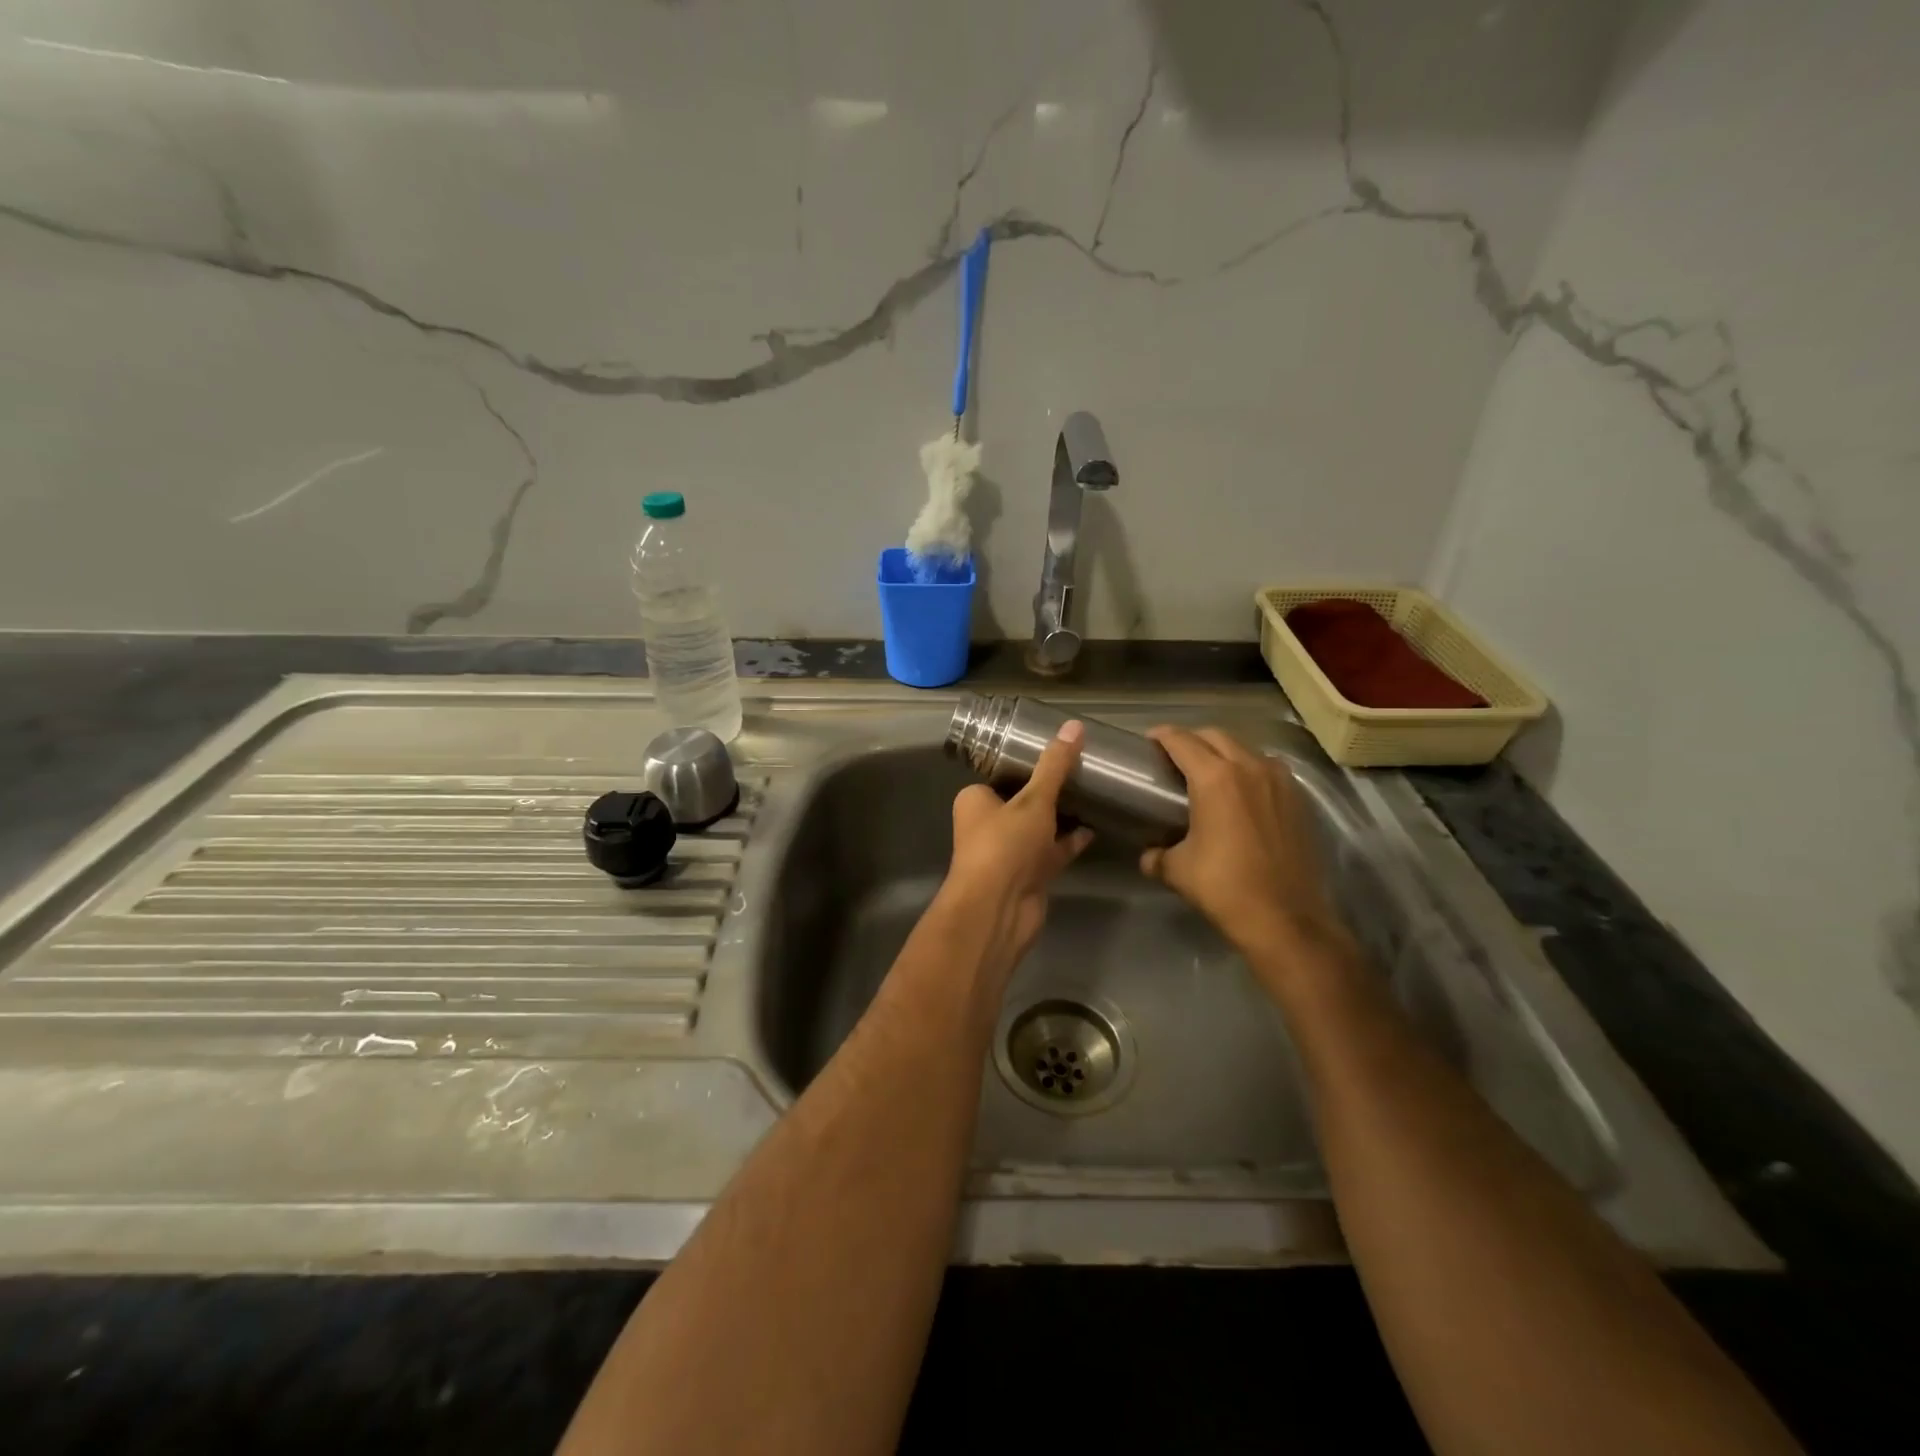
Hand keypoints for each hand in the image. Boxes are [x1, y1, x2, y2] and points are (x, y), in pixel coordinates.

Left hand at [940, 719, 1094, 980]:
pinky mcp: (1029, 875)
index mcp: (976, 800)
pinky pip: (1052, 851)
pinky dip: (1070, 841)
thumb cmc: (1005, 845)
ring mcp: (1009, 852)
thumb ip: (1055, 766)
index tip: (1059, 751)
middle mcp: (988, 824)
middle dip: (1050, 790)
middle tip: (1084, 769)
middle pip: (1023, 800)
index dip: (1029, 763)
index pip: (1003, 774)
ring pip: (1040, 827)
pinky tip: (1095, 827)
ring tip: (1094, 793)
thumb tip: (1075, 726)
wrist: (998, 909)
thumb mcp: (1033, 799)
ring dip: (1063, 815)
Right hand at [1140, 726, 1353, 966]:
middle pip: (1215, 736)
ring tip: (1210, 772)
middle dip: (1192, 740)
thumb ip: (1157, 856)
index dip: (1161, 736)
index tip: (1149, 740)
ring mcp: (1280, 781)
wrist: (1286, 919)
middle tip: (1175, 757)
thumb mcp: (1177, 870)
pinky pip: (1268, 770)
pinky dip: (1250, 771)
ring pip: (1245, 750)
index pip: (1181, 741)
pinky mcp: (1299, 800)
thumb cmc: (1225, 888)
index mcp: (1215, 778)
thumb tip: (1150, 855)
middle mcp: (1249, 768)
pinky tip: (1242, 794)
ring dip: (1224, 752)